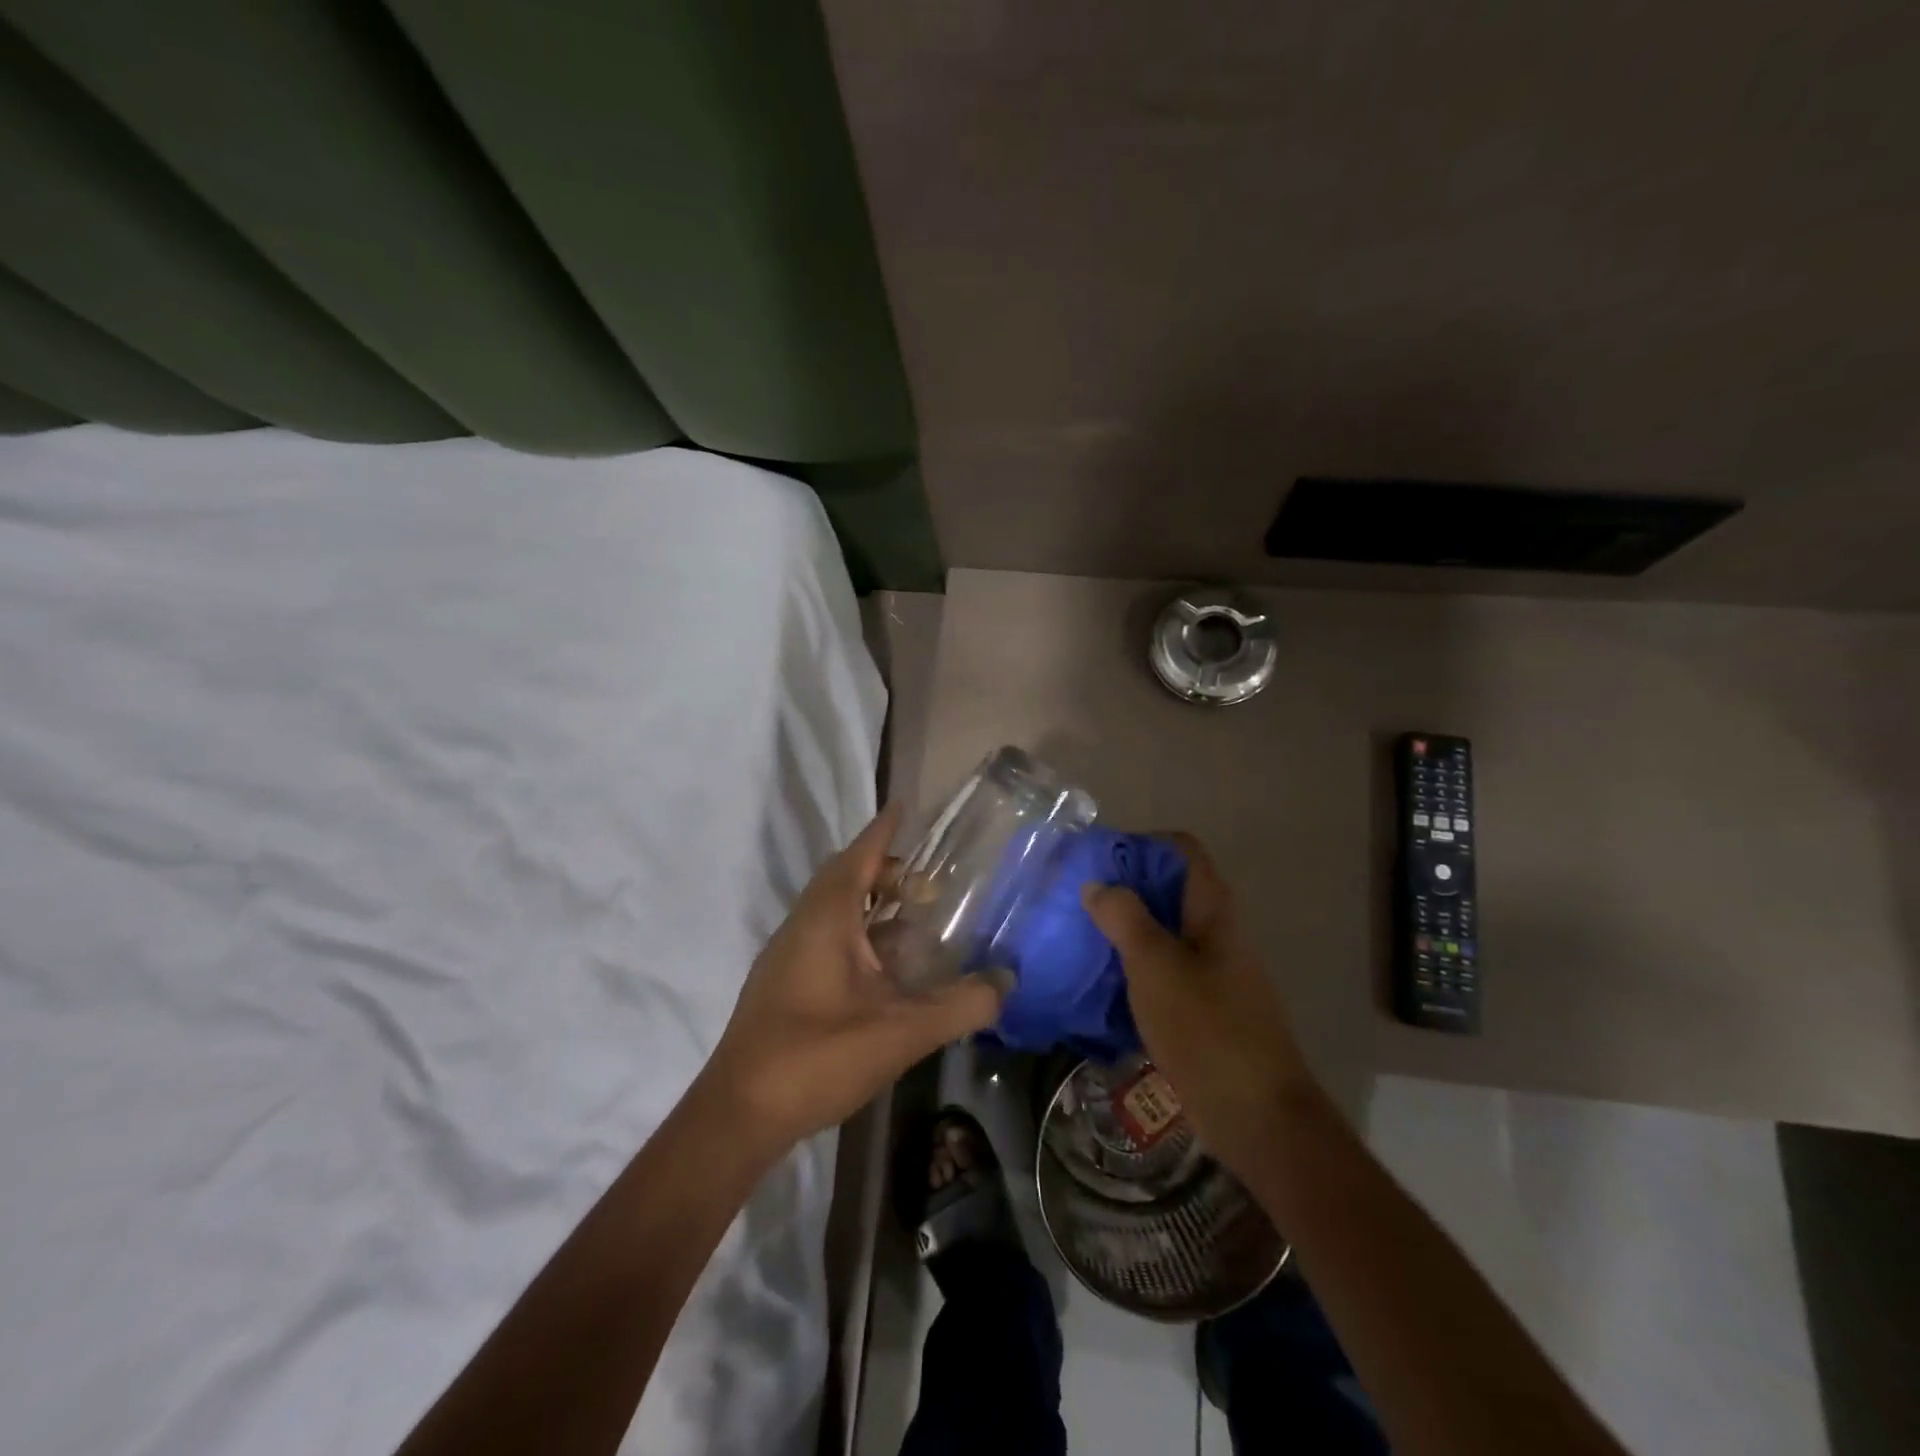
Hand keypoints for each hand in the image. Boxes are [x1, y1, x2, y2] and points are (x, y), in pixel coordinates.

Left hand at [701, 804, 1006, 1153]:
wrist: (739, 1114)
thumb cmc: (816, 1057)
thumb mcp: (900, 1032)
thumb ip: (959, 1006)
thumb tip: (1007, 981)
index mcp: (826, 918)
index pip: (859, 855)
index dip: (884, 829)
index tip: (905, 806)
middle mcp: (803, 925)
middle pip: (846, 878)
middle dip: (885, 870)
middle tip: (928, 883)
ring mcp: (789, 954)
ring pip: (835, 910)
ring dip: (872, 904)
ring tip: (915, 919)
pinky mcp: (785, 983)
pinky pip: (827, 936)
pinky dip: (860, 934)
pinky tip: (886, 969)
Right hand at [1081, 834, 1320, 1176]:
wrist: (1258, 1117)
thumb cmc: (1207, 1029)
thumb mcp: (1156, 966)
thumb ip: (1124, 918)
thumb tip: (1096, 884)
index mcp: (1212, 910)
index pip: (1181, 850)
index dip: (1141, 844)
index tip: (1098, 859)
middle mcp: (1214, 932)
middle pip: (1168, 889)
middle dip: (1122, 888)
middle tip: (1076, 898)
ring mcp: (1210, 970)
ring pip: (1161, 931)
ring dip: (1122, 929)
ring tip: (1077, 935)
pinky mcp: (1201, 1006)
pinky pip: (1161, 970)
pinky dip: (1131, 966)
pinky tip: (1098, 981)